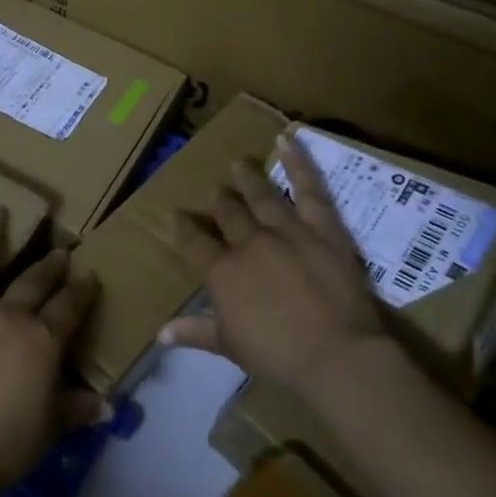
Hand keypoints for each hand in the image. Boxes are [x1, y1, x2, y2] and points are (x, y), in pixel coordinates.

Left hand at [0, 212, 107, 496]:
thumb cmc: (8, 443)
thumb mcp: (52, 426)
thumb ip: (78, 409)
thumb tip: (109, 408)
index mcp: (42, 339)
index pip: (70, 306)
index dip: (83, 290)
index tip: (90, 275)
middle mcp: (8, 316)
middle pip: (33, 282)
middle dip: (49, 265)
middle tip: (59, 251)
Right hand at [161, 131, 385, 393]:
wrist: (336, 355)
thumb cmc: (279, 356)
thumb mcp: (230, 346)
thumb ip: (195, 332)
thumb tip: (160, 333)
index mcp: (223, 271)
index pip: (195, 242)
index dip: (184, 227)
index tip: (178, 216)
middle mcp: (249, 242)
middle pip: (228, 213)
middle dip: (219, 201)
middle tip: (215, 192)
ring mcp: (286, 230)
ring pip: (261, 195)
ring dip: (248, 177)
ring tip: (240, 164)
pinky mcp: (322, 227)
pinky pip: (309, 188)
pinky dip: (298, 162)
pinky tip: (287, 139)